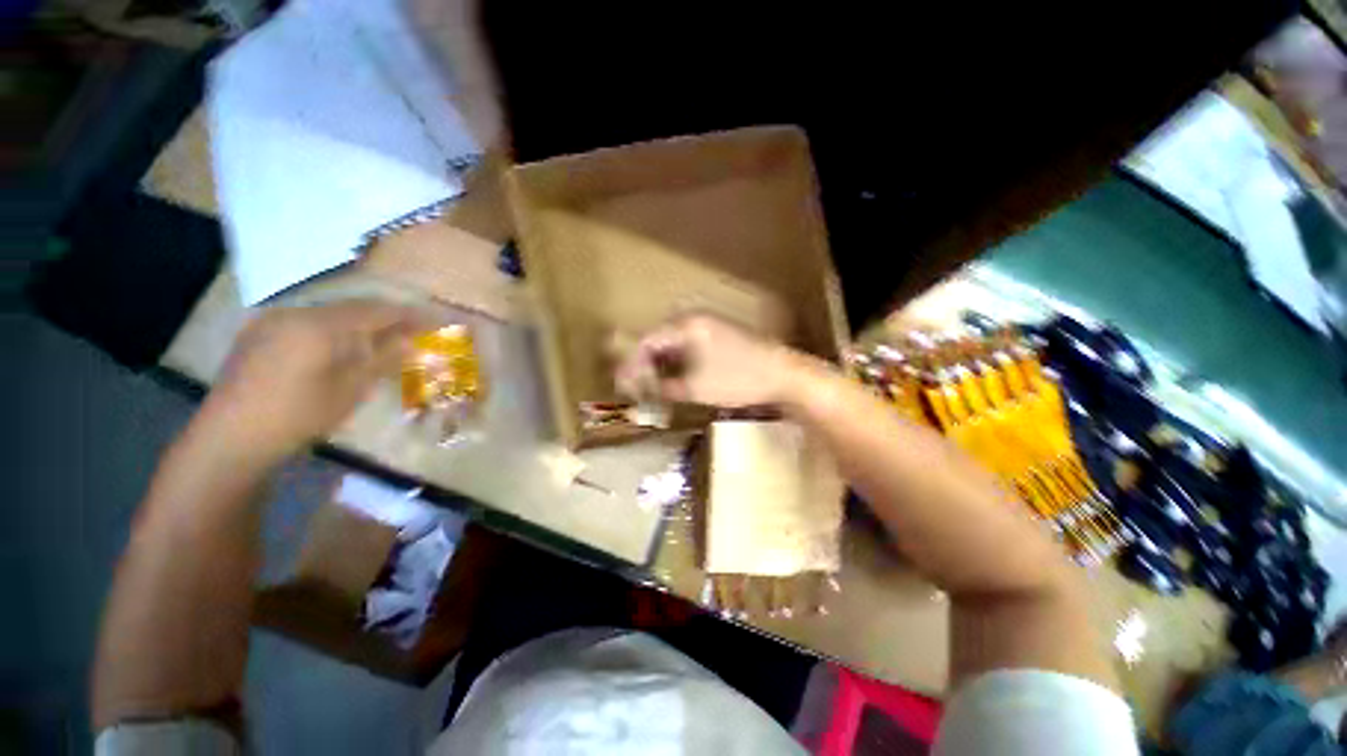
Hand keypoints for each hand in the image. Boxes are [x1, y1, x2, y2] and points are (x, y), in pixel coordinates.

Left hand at [195, 301, 422, 463]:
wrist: (231, 436)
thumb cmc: (300, 414)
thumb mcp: (351, 389)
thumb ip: (383, 358)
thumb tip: (411, 340)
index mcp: (322, 324)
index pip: (377, 310)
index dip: (409, 315)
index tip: (435, 320)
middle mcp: (296, 313)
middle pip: (353, 307)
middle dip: (385, 317)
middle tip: (412, 330)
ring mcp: (273, 321)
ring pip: (329, 314)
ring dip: (359, 323)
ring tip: (381, 339)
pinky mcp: (260, 334)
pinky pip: (307, 322)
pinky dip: (333, 330)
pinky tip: (339, 347)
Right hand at [614, 313, 804, 407]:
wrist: (783, 375)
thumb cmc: (738, 379)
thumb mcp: (697, 388)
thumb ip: (666, 388)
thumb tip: (646, 392)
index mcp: (687, 325)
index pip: (648, 341)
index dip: (633, 364)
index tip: (625, 384)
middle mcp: (696, 319)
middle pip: (659, 340)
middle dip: (646, 364)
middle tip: (637, 386)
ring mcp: (710, 326)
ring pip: (674, 343)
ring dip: (662, 364)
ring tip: (653, 385)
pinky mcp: (720, 336)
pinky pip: (689, 346)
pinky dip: (679, 362)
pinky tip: (676, 378)